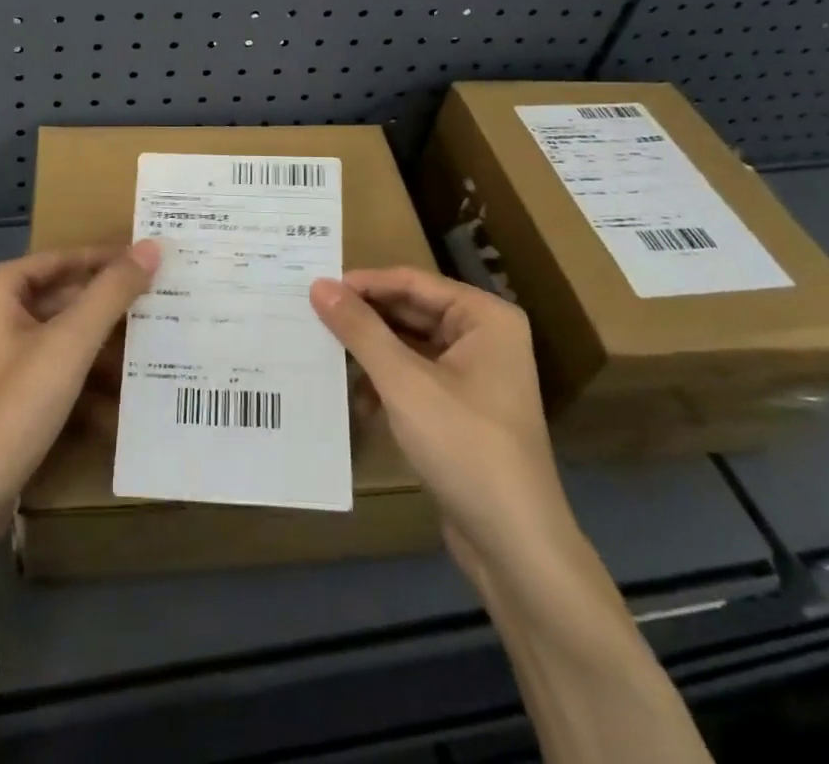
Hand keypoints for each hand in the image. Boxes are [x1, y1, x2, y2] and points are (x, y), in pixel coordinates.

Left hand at [0, 242, 159, 527]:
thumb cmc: (11, 409)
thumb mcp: (69, 344)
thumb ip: (111, 293)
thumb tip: (151, 246)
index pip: (61, 259)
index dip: (107, 258)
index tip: (150, 258)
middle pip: (58, 295)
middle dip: (105, 302)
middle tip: (157, 298)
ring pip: (56, 333)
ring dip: (98, 338)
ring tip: (147, 339)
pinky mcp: (0, 394)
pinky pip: (48, 365)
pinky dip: (80, 370)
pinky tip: (119, 386)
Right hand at [310, 268, 572, 579]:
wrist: (516, 547)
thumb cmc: (465, 446)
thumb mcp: (404, 382)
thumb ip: (360, 330)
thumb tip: (319, 285)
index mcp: (484, 317)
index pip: (412, 282)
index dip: (363, 284)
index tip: (315, 288)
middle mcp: (484, 337)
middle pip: (411, 312)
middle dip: (365, 320)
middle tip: (311, 317)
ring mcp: (475, 375)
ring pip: (409, 346)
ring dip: (371, 354)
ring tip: (323, 354)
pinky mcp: (463, 409)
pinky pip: (415, 377)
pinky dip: (385, 384)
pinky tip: (354, 400)